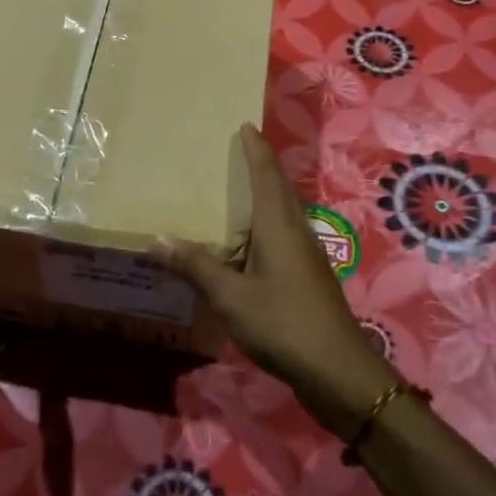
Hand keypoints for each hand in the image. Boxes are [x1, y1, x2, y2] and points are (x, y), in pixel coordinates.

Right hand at [155, 124, 396, 439]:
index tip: (246, 125)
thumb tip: (157, 239)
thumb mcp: (231, 297)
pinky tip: (247, 244)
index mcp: (279, 226)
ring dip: (264, 196)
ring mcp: (306, 256)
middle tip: (236, 151)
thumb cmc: (283, 324)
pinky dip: (264, 226)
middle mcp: (296, 232)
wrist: (338, 370)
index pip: (266, 175)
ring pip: (283, 214)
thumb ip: (196, 266)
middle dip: (260, 167)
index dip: (256, 149)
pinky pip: (283, 237)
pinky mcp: (308, 278)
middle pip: (278, 189)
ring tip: (236, 192)